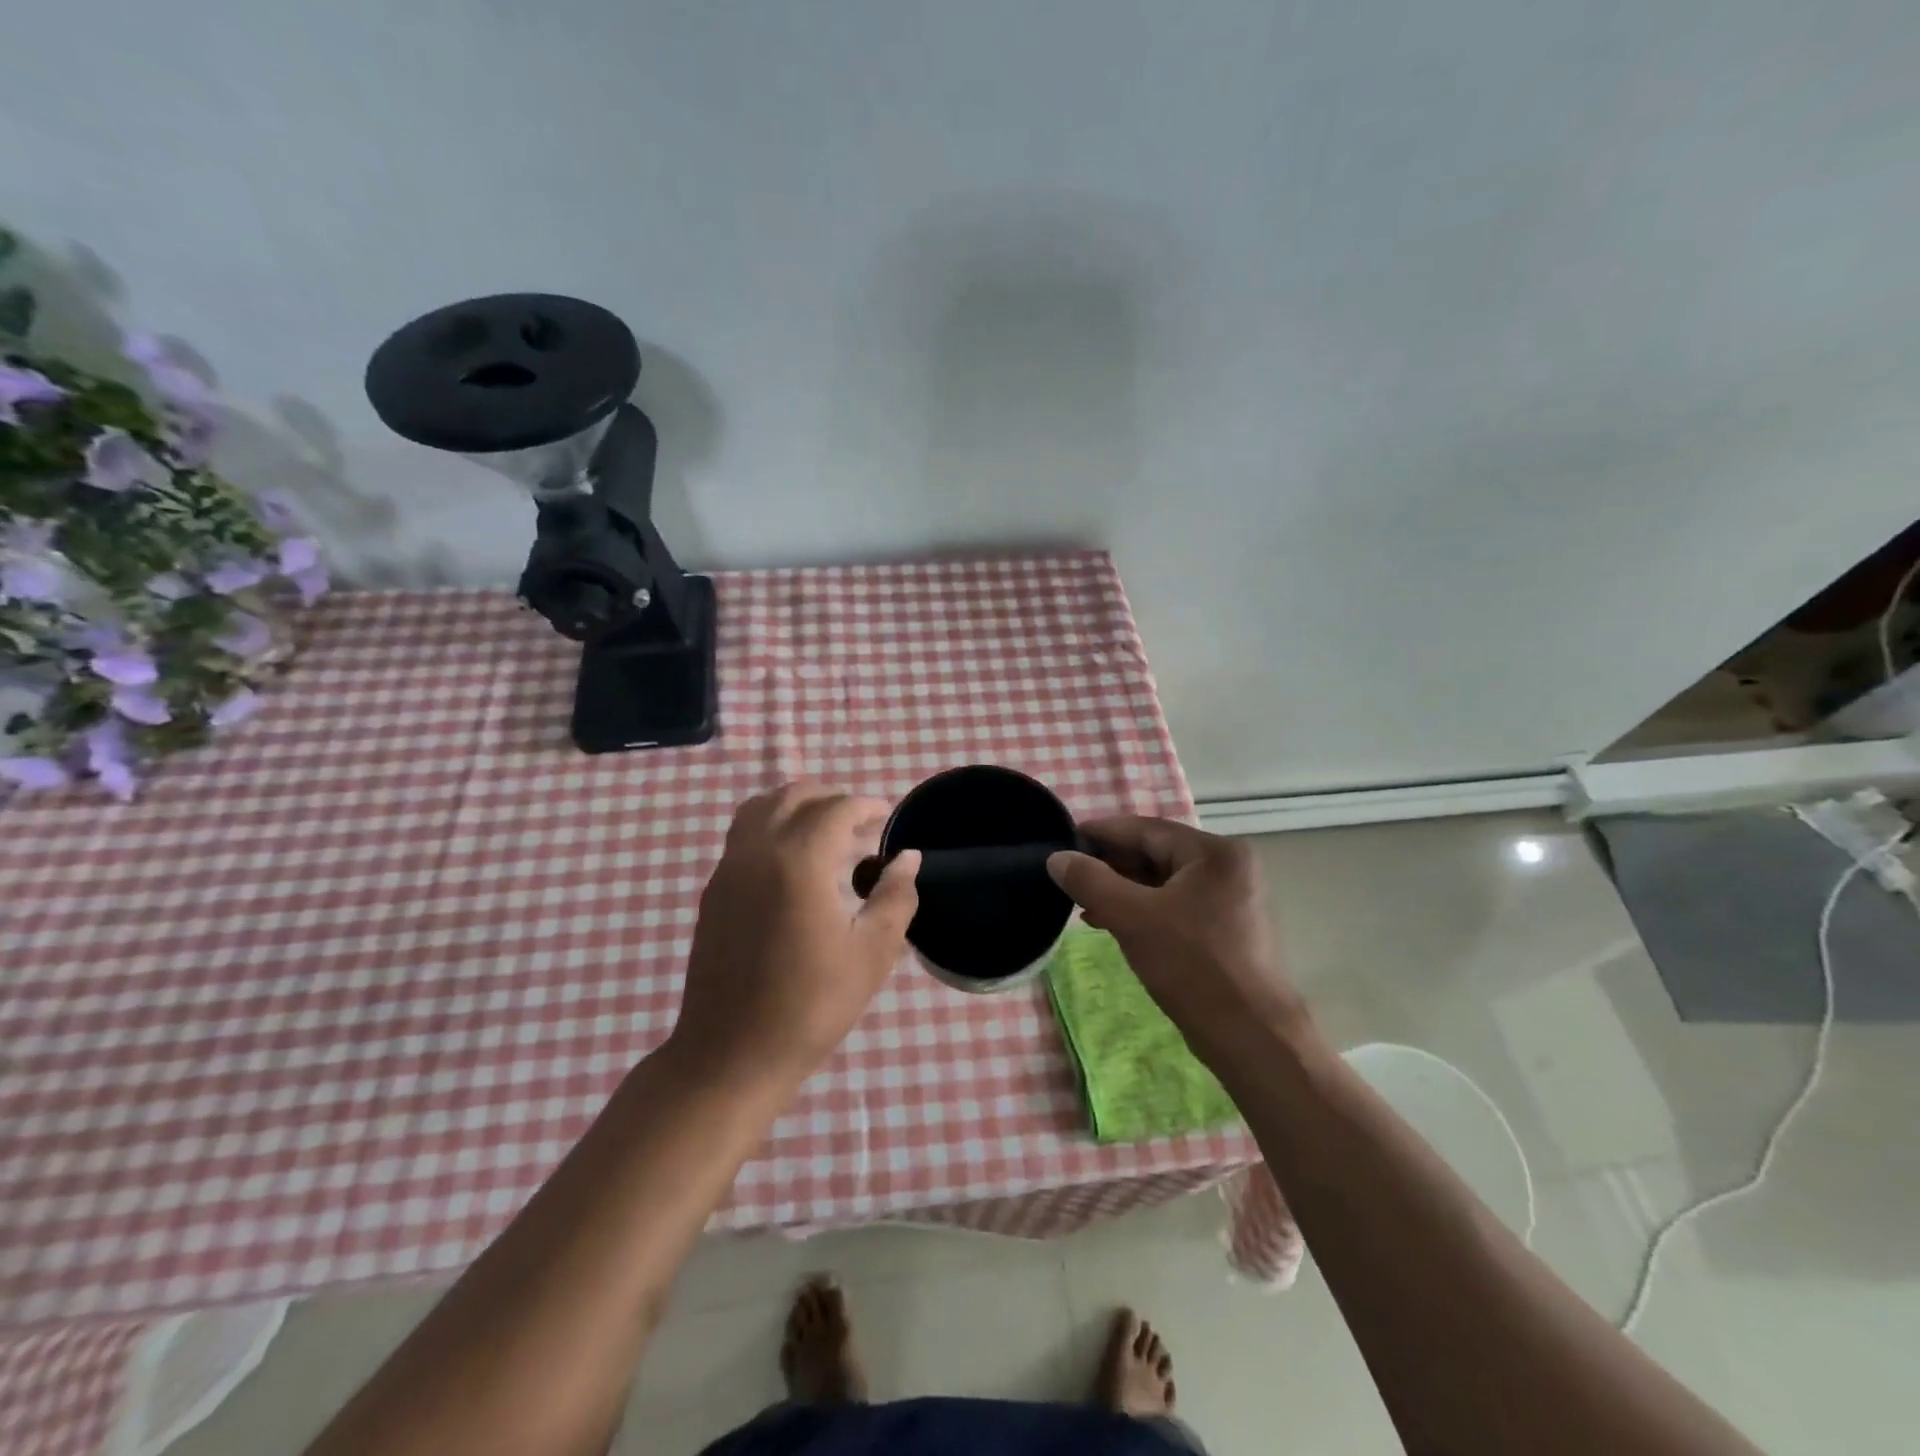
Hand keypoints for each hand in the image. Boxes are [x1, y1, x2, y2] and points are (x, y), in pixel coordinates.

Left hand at [673, 783, 920, 1082]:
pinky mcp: (714, 890)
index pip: (835, 808)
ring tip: (826, 834)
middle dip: (831, 799)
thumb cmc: (811, 1005)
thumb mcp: (872, 953)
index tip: (887, 818)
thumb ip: (895, 896)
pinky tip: (794, 865)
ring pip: (761, 808)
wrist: (731, 1054)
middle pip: (794, 796)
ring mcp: (728, 869)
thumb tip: (907, 858)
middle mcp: (757, 851)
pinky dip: (773, 827)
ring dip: (797, 807)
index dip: (866, 806)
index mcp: (798, 861)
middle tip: (861, 824)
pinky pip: (744, 834)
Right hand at [1046, 817, 1305, 1052]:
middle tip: (1070, 878)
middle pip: (1155, 853)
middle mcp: (1228, 866)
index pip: (1145, 830)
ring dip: (1123, 890)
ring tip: (1084, 905)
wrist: (1250, 1037)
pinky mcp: (1226, 926)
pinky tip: (1112, 923)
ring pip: (1163, 881)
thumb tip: (1057, 858)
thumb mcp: (1132, 918)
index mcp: (1214, 852)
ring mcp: (1231, 897)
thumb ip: (1091, 881)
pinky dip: (1143, 909)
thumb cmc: (1192, 967)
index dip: (1100, 834)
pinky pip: (1175, 904)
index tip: (1062, 841)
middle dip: (1110, 866)